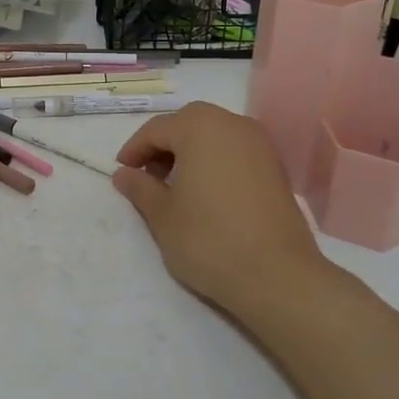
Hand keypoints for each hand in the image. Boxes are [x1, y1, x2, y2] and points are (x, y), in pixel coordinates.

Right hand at [112, 102, 328, 318]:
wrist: (276, 275)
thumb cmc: (208, 238)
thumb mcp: (162, 215)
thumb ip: (140, 188)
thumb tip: (124, 174)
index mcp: (200, 127)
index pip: (157, 129)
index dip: (134, 149)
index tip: (122, 173)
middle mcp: (233, 125)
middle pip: (188, 124)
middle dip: (164, 145)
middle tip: (148, 176)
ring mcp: (260, 145)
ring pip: (214, 135)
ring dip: (190, 152)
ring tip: (176, 187)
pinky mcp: (276, 168)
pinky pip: (235, 152)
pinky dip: (215, 162)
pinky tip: (206, 193)